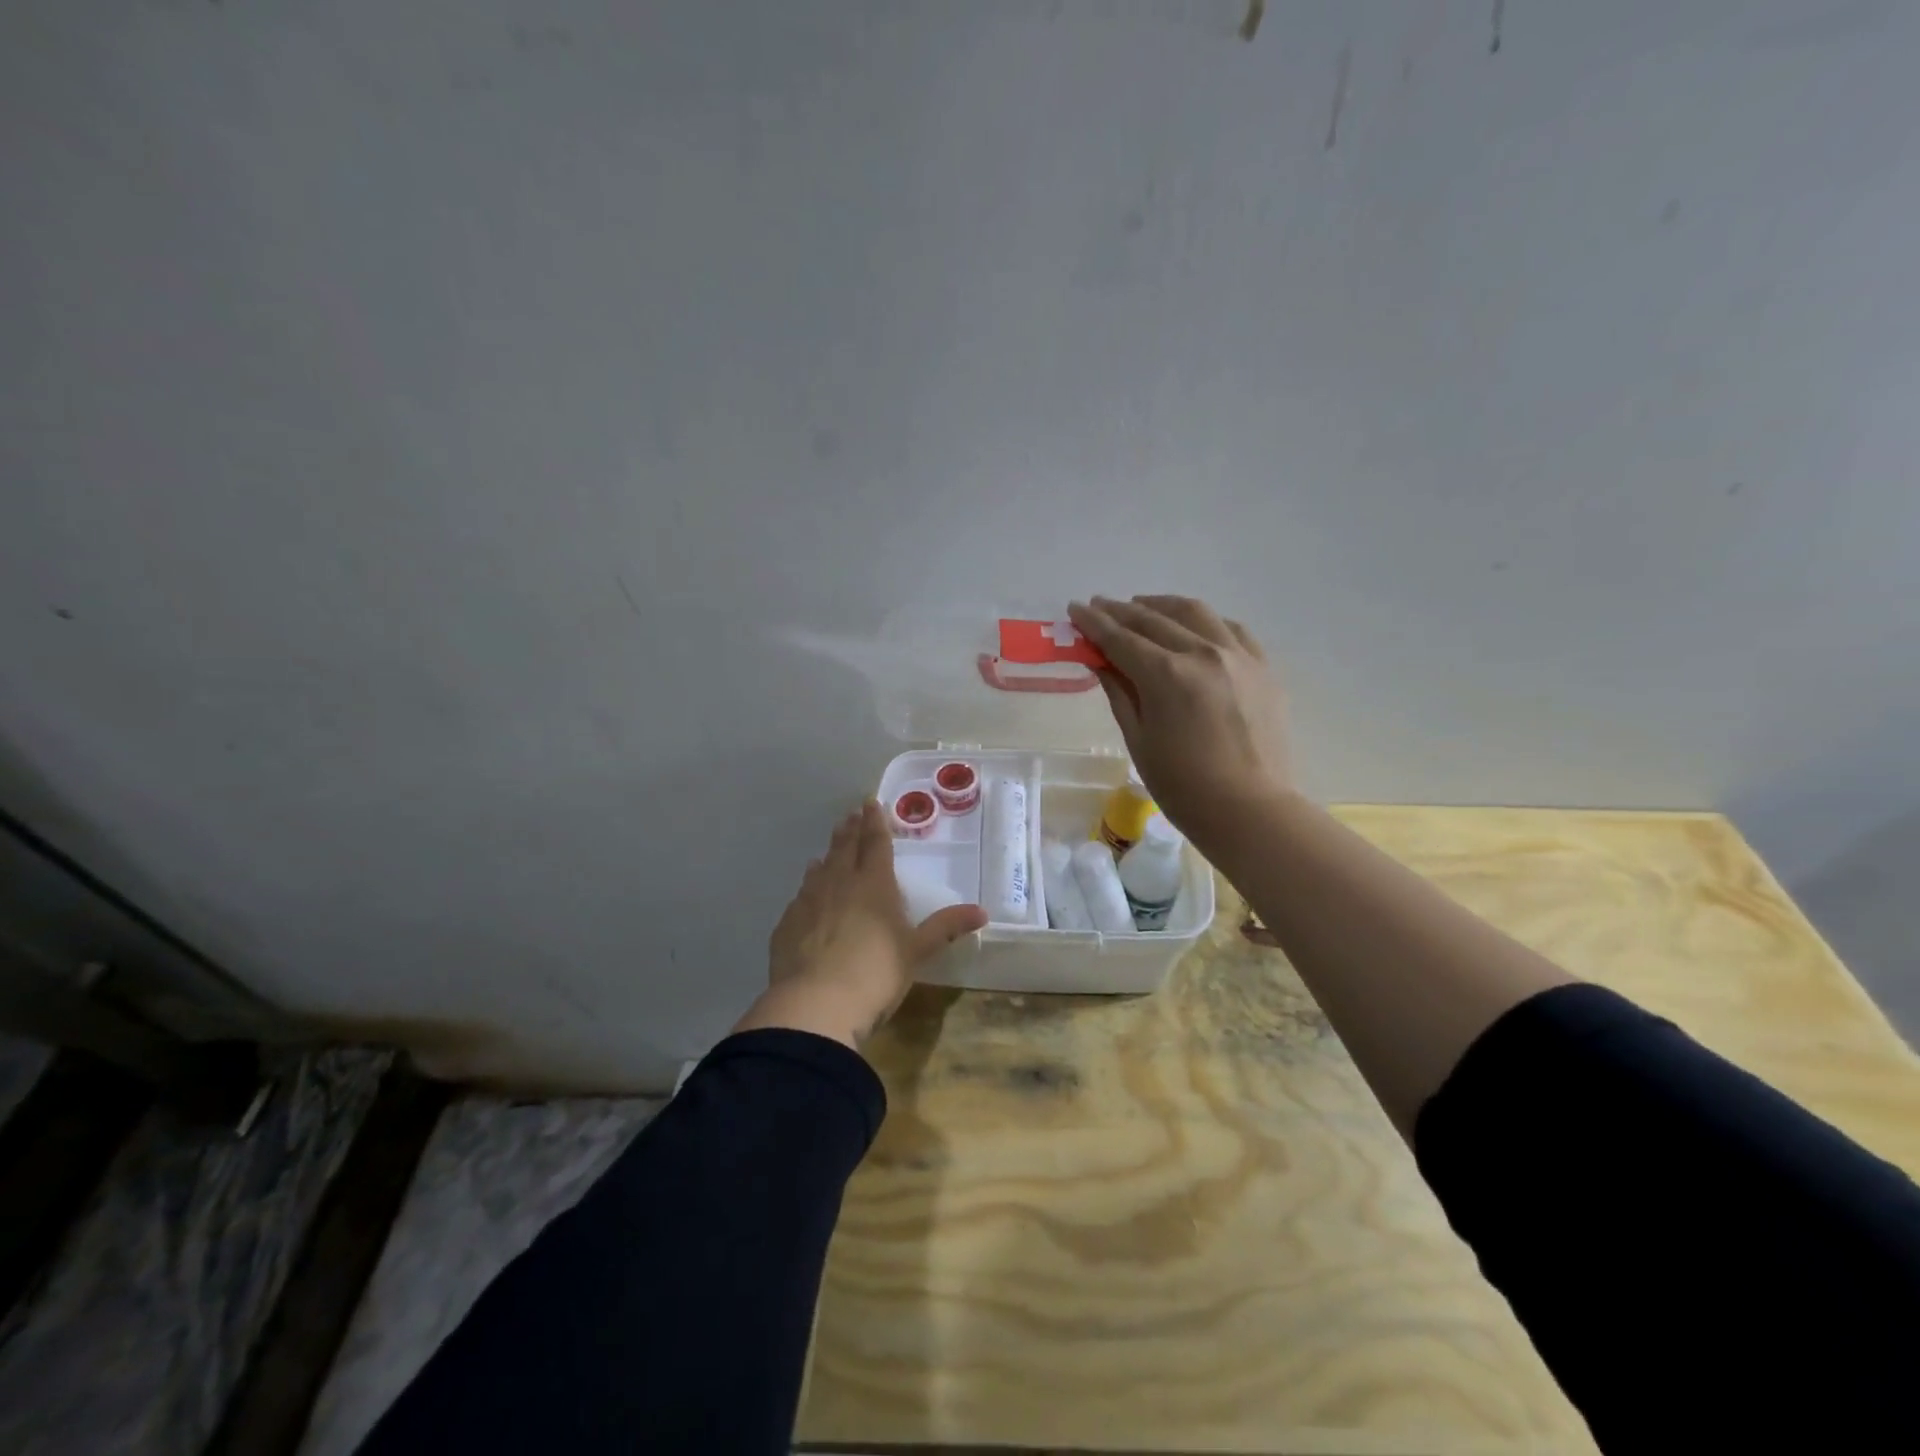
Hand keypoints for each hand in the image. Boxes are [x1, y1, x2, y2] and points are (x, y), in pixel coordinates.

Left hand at [733, 801, 986, 1050]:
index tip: (871, 802)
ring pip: (820, 868)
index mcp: (874, 884)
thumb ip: (945, 928)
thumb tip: (982, 911)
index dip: (875, 822)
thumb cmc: (875, 973)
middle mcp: (839, 883)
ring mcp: (808, 901)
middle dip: (851, 829)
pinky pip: (800, 896)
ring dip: (828, 854)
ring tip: (830, 848)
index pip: (875, 843)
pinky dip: (808, 886)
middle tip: (852, 814)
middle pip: (845, 848)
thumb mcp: (916, 951)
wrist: (815, 1004)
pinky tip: (807, 892)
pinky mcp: (787, 924)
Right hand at [1068, 595, 1295, 853]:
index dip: (1094, 623)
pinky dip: (1204, 622)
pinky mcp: (1262, 667)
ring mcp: (1238, 656)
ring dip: (1162, 605)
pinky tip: (1192, 627)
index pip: (1121, 638)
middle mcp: (1203, 653)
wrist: (1250, 810)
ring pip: (1195, 613)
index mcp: (1167, 675)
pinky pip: (1230, 629)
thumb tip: (1101, 661)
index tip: (1076, 609)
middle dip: (1121, 611)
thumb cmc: (1183, 786)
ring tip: (1142, 606)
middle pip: (1154, 619)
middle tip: (1099, 606)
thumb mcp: (1138, 740)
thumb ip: (1119, 692)